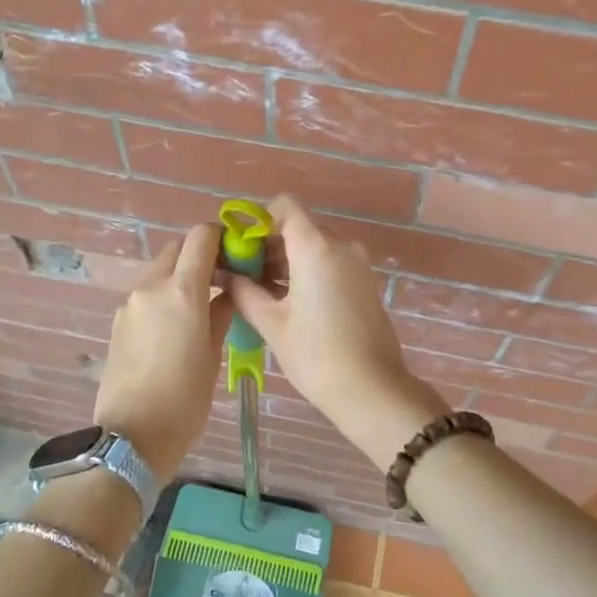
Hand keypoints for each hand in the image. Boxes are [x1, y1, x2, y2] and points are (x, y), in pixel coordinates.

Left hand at [91, 223, 233, 480]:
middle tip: (219, 280)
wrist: (132, 436)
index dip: (220, 237)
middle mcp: (151, 287)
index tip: (235, 253)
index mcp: (182, 291)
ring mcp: (130, 304)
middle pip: (177, 249)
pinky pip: (145, 295)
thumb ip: (221, 314)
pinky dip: (162, 297)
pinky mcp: (118, 322)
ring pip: (159, 272)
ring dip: (179, 277)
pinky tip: (174, 328)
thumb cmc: (185, 399)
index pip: (200, 237)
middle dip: (199, 256)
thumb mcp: (213, 355)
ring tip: (198, 308)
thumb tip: (227, 293)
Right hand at [223, 196, 447, 463]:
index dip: (259, 221)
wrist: (372, 390)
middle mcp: (341, 246)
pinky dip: (309, 273)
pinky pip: (331, 264)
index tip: (241, 249)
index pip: (285, 206)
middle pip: (299, 227)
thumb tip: (224, 274)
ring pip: (315, 247)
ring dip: (288, 261)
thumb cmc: (315, 355)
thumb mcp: (271, 323)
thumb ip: (244, 291)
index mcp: (316, 247)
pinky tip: (290, 304)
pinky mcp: (366, 283)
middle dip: (269, 245)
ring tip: (262, 294)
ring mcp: (358, 264)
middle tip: (244, 276)